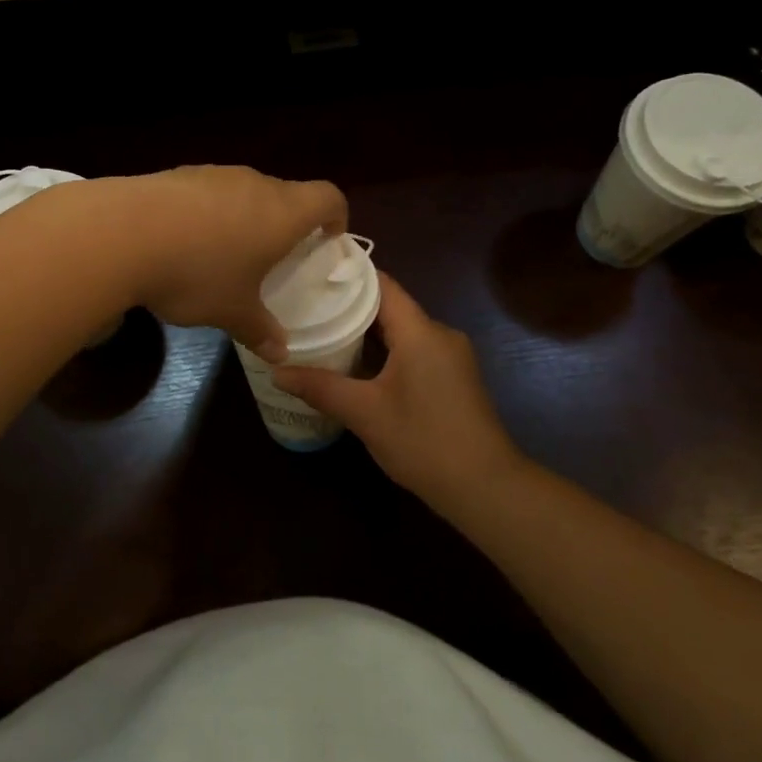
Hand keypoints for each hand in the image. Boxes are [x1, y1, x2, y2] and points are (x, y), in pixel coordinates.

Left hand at [104, 167, 346, 360]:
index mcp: (282, 212)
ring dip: (244, 216)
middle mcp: (253, 184)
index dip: (336, 215)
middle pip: (285, 193)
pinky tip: (183, 241)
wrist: (122, 233)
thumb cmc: (196, 273)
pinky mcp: (177, 174)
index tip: (328, 238)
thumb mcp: (231, 311)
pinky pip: (207, 192)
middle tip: (275, 255)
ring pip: (244, 192)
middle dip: (286, 222)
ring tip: (225, 252)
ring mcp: (213, 174)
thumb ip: (259, 329)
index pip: (328, 197)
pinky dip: (207, 213)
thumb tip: (279, 352)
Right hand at [272, 273, 526, 509]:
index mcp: (420, 331)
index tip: (311, 273)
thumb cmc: (423, 441)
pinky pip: (414, 350)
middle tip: (307, 307)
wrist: (485, 487)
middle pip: (390, 306)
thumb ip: (320, 387)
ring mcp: (451, 357)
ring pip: (402, 331)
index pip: (382, 284)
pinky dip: (385, 352)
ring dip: (367, 333)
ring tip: (323, 333)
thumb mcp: (364, 413)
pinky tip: (357, 366)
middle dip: (349, 307)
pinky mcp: (453, 378)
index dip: (347, 276)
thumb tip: (276, 371)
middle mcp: (439, 334)